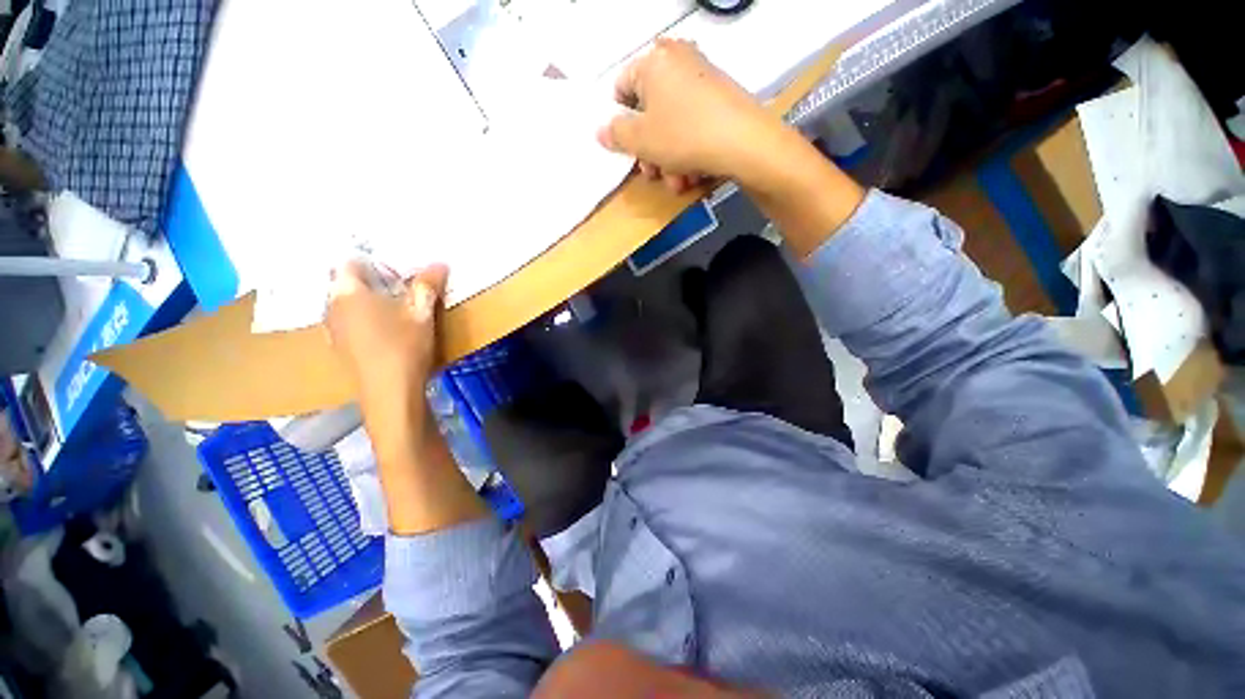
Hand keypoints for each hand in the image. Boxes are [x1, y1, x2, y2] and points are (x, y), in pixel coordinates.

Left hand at [325, 261, 447, 411]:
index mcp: (347, 293)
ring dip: (368, 301)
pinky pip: (349, 322)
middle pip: (347, 283)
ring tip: (396, 305)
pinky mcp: (341, 347)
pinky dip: (365, 318)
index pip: (350, 262)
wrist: (390, 392)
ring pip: (347, 304)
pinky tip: (387, 328)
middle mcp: (332, 307)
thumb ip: (427, 285)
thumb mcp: (422, 313)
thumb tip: (439, 262)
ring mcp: (334, 329)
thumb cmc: (404, 346)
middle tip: (402, 284)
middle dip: (372, 280)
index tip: (397, 266)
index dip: (373, 260)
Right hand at [597, 38, 784, 193]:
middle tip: (653, 173)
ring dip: (669, 160)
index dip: (620, 122)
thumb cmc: (683, 136)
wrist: (744, 142)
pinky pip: (693, 125)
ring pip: (672, 125)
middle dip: (650, 151)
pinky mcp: (720, 99)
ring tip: (678, 182)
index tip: (627, 148)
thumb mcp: (641, 140)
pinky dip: (689, 151)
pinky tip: (694, 174)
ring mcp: (702, 79)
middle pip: (649, 112)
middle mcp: (677, 62)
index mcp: (653, 62)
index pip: (621, 88)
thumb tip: (601, 130)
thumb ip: (616, 134)